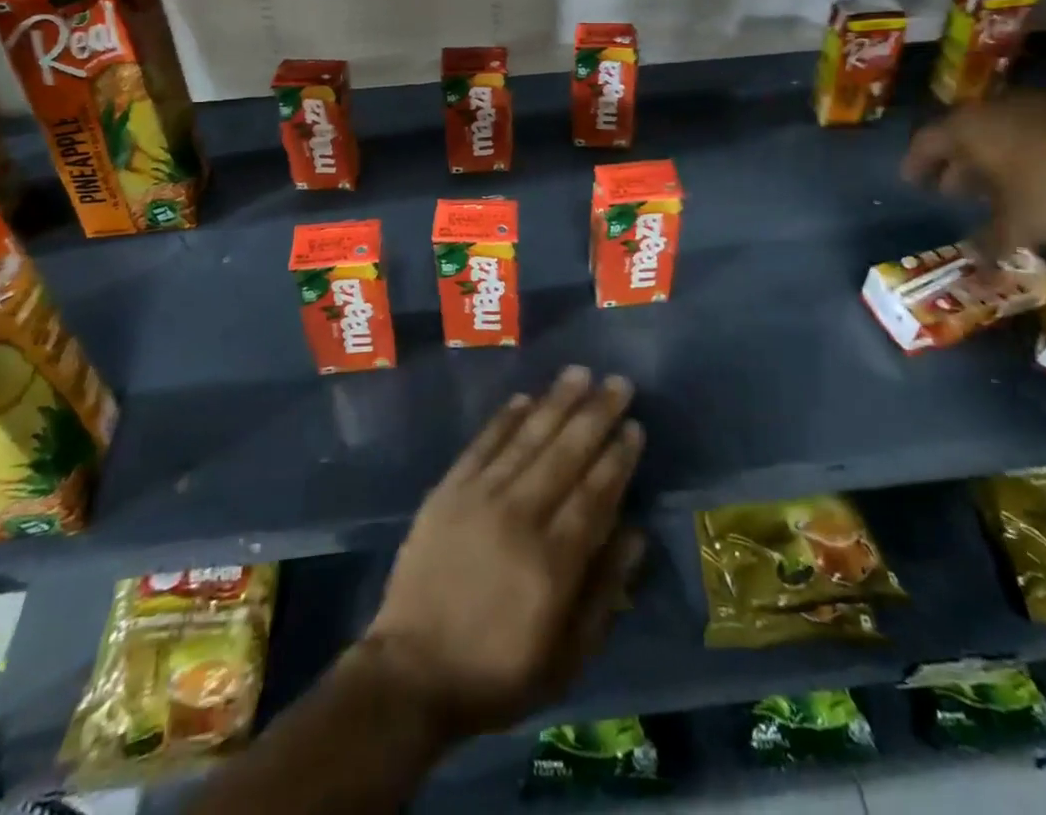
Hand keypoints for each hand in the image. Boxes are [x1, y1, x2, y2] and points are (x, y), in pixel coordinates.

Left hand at [360, 366, 645, 742]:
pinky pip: (482, 444)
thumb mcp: (566, 658)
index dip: (618, 457)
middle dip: (595, 414)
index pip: (595, 494)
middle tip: (618, 382)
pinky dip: (505, 419)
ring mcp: (479, 498)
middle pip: (565, 454)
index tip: (635, 426)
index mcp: (553, 561)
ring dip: (555, 403)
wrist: (411, 672)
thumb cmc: (497, 673)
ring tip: (579, 373)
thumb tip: (634, 534)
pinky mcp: (448, 491)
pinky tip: (524, 398)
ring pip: (527, 438)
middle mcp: (519, 516)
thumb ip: (604, 593)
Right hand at [901, 93, 1045, 255]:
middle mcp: (993, 110)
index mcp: (967, 130)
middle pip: (962, 135)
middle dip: (955, 164)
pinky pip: (1030, 132)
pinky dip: (1023, 154)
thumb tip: (973, 263)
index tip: (912, 182)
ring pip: (999, 133)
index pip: (927, 142)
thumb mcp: (1018, 226)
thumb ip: (990, 242)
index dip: (916, 164)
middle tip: (951, 190)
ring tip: (994, 189)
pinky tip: (1036, 179)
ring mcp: (1035, 107)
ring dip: (991, 159)